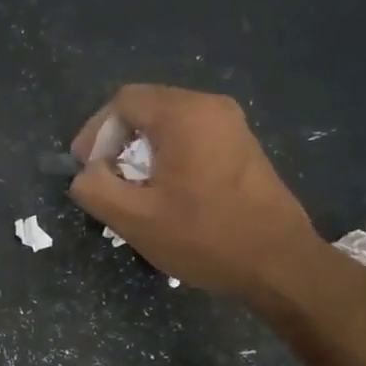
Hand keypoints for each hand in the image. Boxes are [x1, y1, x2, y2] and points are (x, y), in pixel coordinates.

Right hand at [69, 84, 320, 298]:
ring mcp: (232, 126)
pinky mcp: (242, 147)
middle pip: (146, 108)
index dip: (95, 132)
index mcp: (184, 114)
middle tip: (105, 179)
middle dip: (116, 141)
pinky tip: (166, 193)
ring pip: (168, 124)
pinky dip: (168, 156)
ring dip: (141, 151)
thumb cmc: (204, 237)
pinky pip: (192, 137)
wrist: (279, 264)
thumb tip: (86, 173)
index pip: (123, 101)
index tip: (87, 169)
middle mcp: (211, 107)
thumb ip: (95, 188)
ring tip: (131, 189)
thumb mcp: (134, 219)